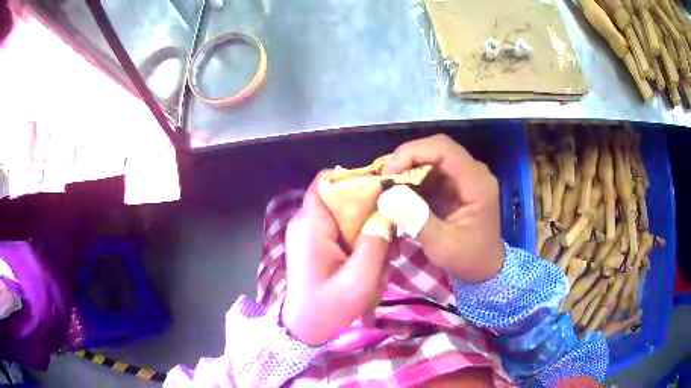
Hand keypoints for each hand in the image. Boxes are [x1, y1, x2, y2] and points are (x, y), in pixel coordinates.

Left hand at [282, 179, 389, 345]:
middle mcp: (307, 222)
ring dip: (367, 234)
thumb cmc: (328, 307)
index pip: (327, 181)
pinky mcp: (316, 244)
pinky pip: (342, 231)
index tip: (384, 190)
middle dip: (369, 215)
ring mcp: (310, 233)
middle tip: (390, 239)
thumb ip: (375, 243)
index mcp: (311, 225)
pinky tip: (370, 265)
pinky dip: (359, 243)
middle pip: (342, 199)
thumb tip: (387, 210)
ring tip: (381, 260)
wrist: (305, 328)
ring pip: (346, 217)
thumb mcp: (359, 279)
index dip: (355, 179)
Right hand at [383, 134, 503, 282]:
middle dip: (406, 161)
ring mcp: (462, 178)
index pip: (444, 149)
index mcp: (476, 182)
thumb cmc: (469, 258)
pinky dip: (411, 182)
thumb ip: (417, 219)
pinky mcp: (453, 186)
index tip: (389, 171)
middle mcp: (471, 172)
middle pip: (435, 151)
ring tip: (387, 190)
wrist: (485, 268)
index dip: (413, 152)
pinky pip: (429, 174)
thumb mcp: (443, 246)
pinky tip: (398, 196)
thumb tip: (386, 196)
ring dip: (406, 171)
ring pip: (429, 160)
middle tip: (383, 181)